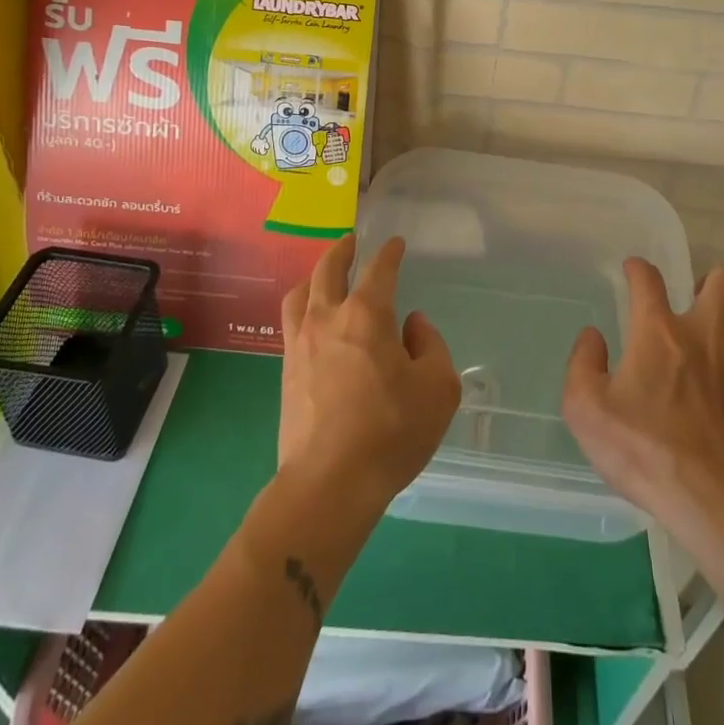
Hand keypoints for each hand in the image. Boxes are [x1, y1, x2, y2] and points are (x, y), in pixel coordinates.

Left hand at [278, 235, 461, 513]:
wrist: (329, 483)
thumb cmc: (391, 432)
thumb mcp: (438, 388)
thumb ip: (430, 346)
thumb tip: (413, 325)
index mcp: (367, 314)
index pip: (379, 269)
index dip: (389, 252)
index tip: (395, 244)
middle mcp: (329, 318)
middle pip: (328, 269)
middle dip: (342, 250)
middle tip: (350, 241)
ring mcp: (301, 343)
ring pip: (301, 292)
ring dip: (315, 275)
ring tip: (323, 274)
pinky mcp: (286, 371)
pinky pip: (291, 322)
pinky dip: (302, 306)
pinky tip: (310, 318)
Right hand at [562, 260, 723, 523]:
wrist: (715, 502)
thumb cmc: (644, 451)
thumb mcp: (586, 410)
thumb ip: (583, 364)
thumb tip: (593, 337)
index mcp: (658, 332)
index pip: (648, 279)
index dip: (638, 269)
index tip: (633, 271)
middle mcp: (704, 334)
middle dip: (712, 280)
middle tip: (695, 301)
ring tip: (721, 336)